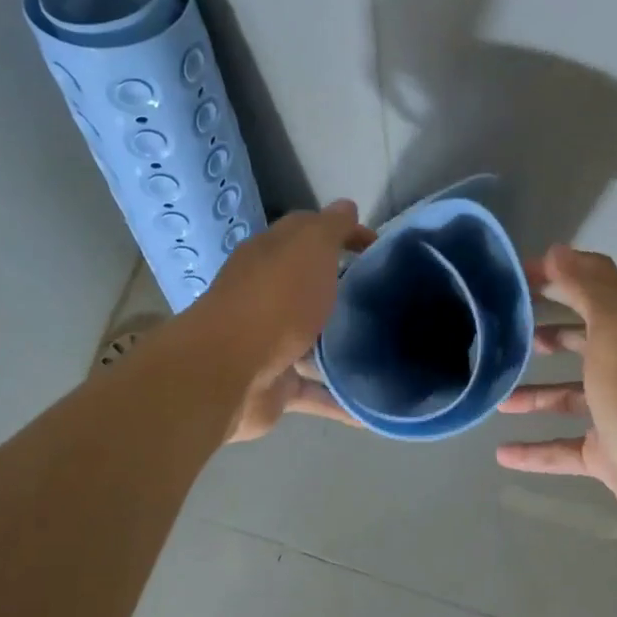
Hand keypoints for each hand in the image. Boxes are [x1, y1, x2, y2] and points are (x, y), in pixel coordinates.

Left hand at [189, 200, 374, 442]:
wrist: (229, 371)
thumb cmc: (274, 301)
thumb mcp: (309, 248)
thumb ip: (330, 228)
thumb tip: (346, 207)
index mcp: (270, 259)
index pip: (309, 236)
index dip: (344, 236)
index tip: (379, 251)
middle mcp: (266, 298)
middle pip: (309, 290)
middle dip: (343, 293)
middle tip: (388, 300)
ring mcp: (270, 345)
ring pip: (312, 344)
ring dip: (342, 348)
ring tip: (387, 351)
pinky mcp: (276, 388)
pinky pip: (315, 394)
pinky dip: (340, 401)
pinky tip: (371, 409)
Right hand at [496, 245, 616, 548]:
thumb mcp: (615, 328)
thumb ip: (588, 287)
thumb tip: (558, 249)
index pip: (587, 290)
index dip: (552, 278)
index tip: (510, 278)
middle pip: (579, 342)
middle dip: (545, 334)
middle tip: (503, 335)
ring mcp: (615, 413)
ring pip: (568, 397)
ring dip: (534, 395)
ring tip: (496, 397)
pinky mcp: (607, 455)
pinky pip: (563, 449)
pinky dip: (535, 451)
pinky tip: (502, 453)